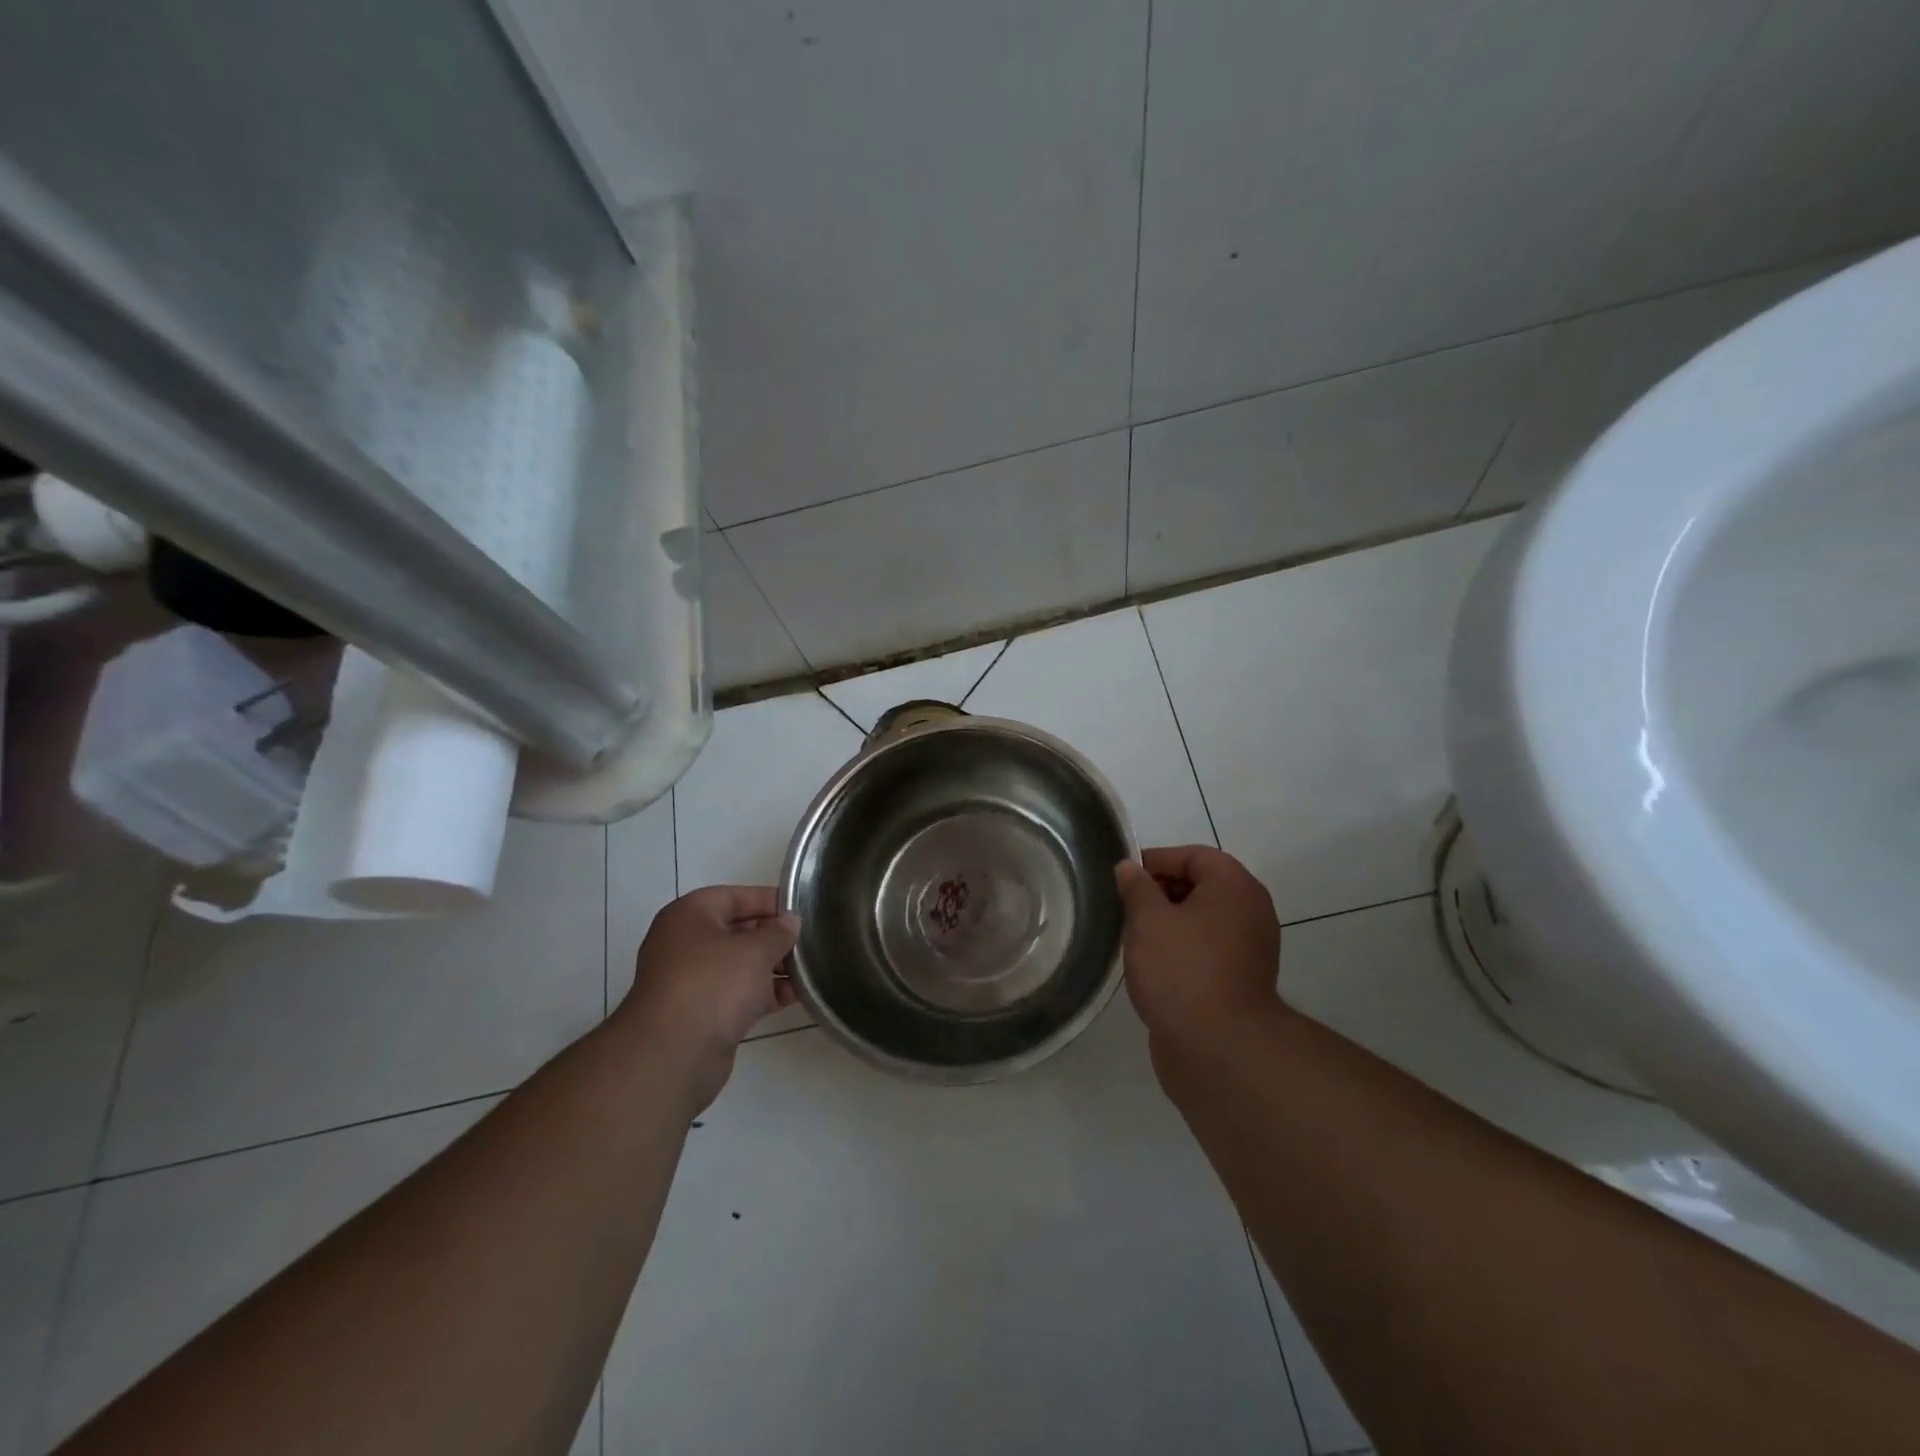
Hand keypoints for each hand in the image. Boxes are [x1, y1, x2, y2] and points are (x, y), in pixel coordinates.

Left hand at [617, 886, 800, 1108]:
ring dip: (772, 967)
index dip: (769, 900)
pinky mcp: (701, 1014)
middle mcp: (686, 944)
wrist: (672, 1054)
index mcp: (689, 916)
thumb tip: (790, 921)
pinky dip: (763, 993)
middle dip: (773, 937)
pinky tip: (795, 996)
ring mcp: (691, 981)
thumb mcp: (755, 950)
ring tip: (808, 969)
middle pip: (737, 931)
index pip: (735, 897)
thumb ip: (778, 933)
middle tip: (809, 940)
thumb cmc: (713, 984)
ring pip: (739, 965)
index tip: (802, 909)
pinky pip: (737, 994)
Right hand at [1115, 846, 1281, 1045]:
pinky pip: (1206, 950)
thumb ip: (1136, 888)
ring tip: (1133, 939)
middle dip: (1159, 892)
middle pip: (1199, 886)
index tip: (1123, 879)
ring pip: (1200, 920)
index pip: (1193, 856)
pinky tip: (1152, 967)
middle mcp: (1250, 912)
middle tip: (1125, 909)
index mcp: (1235, 887)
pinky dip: (1180, 950)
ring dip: (1167, 924)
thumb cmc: (1182, 971)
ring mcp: (1248, 949)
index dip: (1156, 861)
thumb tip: (1129, 867)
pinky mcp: (1239, 981)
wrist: (1220, 1049)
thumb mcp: (1148, 920)